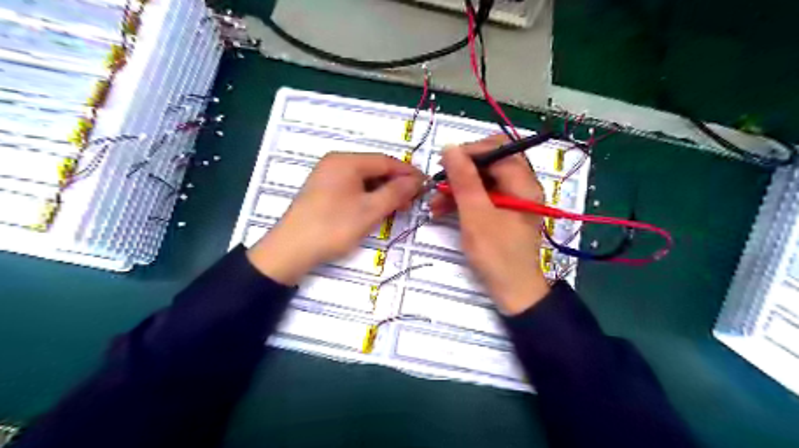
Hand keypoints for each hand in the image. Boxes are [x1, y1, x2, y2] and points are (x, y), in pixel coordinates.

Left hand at [248, 153, 423, 285]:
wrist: (291, 250)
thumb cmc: (334, 227)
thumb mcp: (370, 210)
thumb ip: (396, 192)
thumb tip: (416, 180)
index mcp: (346, 161)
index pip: (385, 161)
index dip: (408, 173)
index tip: (425, 185)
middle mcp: (336, 163)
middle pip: (374, 168)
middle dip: (396, 183)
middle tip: (413, 199)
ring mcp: (327, 176)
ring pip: (364, 179)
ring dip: (383, 191)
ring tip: (399, 206)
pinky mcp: (323, 191)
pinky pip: (353, 187)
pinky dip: (368, 196)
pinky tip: (377, 208)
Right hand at [431, 134, 548, 314]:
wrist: (513, 292)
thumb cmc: (497, 255)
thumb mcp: (476, 215)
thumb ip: (464, 180)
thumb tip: (450, 148)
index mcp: (523, 182)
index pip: (498, 148)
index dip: (470, 151)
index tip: (443, 163)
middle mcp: (521, 186)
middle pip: (489, 164)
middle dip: (460, 172)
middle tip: (437, 184)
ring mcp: (511, 200)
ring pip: (482, 181)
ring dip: (457, 188)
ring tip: (434, 204)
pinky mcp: (502, 212)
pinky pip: (481, 197)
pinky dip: (463, 201)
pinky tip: (442, 211)